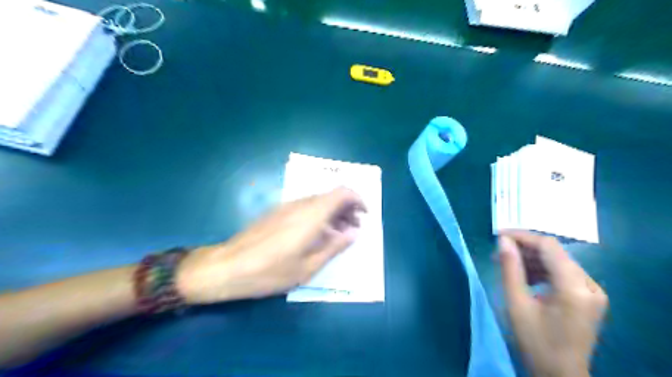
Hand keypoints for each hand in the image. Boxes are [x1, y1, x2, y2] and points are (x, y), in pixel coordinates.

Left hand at [172, 187, 361, 303]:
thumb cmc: (270, 271)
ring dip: (334, 212)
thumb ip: (334, 247)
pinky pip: (305, 206)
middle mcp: (300, 204)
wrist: (227, 267)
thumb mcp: (307, 267)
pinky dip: (319, 214)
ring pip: (318, 200)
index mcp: (311, 215)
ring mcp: (286, 206)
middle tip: (354, 228)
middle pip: (331, 195)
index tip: (364, 215)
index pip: (342, 192)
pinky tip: (316, 234)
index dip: (358, 199)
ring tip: (338, 233)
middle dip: (348, 208)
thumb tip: (353, 233)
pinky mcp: (277, 212)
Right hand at [496, 229, 606, 376]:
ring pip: (557, 261)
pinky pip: (562, 273)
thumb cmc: (535, 341)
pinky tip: (525, 278)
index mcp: (575, 288)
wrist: (560, 374)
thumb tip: (503, 240)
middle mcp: (590, 285)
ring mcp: (592, 291)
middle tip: (498, 253)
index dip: (522, 236)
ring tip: (508, 265)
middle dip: (524, 249)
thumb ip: (510, 268)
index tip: (498, 236)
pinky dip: (541, 270)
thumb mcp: (516, 303)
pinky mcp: (589, 297)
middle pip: (554, 252)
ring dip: (531, 259)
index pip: (548, 246)